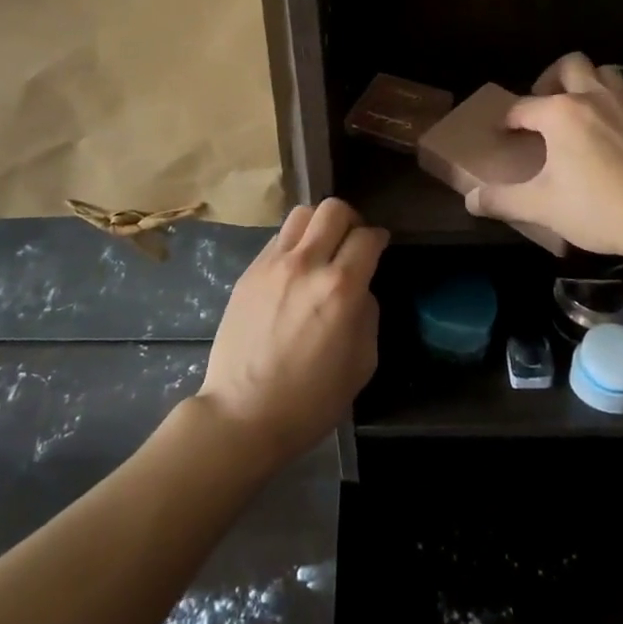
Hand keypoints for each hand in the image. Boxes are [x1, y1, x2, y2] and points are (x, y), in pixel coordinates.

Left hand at [197, 198, 384, 469]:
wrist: (243, 414)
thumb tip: (360, 289)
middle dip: (351, 220)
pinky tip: (295, 268)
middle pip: (333, 209)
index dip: (379, 238)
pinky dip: (294, 242)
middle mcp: (307, 264)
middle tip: (352, 241)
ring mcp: (273, 264)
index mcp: (340, 288)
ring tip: (321, 247)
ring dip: (319, 223)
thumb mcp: (361, 363)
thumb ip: (368, 314)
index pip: (367, 237)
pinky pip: (278, 237)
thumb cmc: (310, 400)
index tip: (379, 247)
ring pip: (302, 213)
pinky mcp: (249, 271)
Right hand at [465, 52, 622, 259]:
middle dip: (552, 79)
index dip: (510, 119)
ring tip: (581, 114)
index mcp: (561, 113)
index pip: (524, 107)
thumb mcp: (542, 207)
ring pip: (605, 74)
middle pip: (570, 65)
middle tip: (546, 106)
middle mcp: (594, 97)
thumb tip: (471, 200)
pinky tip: (617, 139)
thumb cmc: (599, 207)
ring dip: (589, 85)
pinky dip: (617, 111)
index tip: (504, 132)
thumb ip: (503, 200)